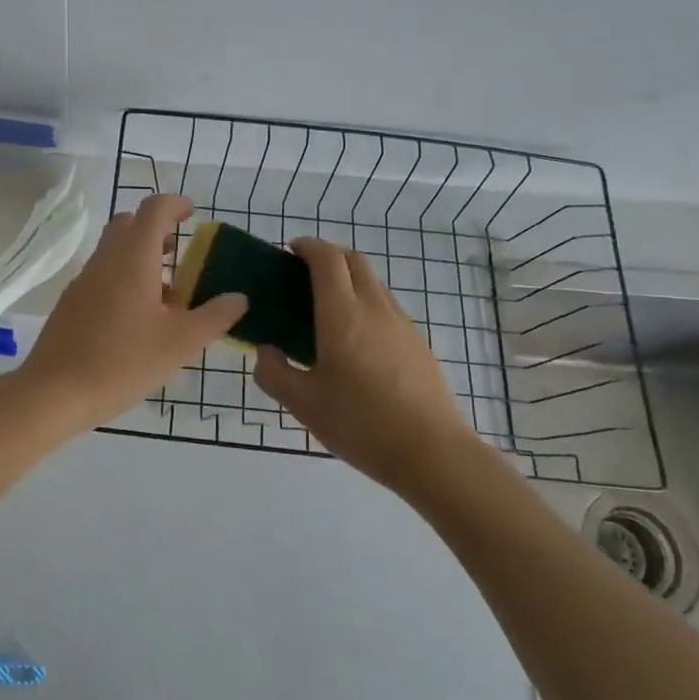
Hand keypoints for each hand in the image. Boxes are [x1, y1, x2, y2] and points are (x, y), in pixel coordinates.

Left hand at [17, 194, 245, 429]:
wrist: (55, 392)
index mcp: (133, 259)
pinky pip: (102, 275)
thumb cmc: (123, 362)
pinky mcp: (71, 302)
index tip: (193, 214)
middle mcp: (105, 260)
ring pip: (113, 250)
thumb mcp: (181, 343)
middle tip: (179, 252)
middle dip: (156, 229)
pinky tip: (137, 318)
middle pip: (129, 224)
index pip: (153, 209)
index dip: (175, 204)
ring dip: (140, 257)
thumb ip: (214, 317)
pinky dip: (123, 278)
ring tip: (166, 293)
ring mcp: (83, 280)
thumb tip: (239, 298)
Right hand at [252, 238, 472, 491]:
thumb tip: (265, 352)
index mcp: (342, 315)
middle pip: (354, 261)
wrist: (432, 453)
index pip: (327, 259)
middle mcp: (374, 308)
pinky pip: (387, 307)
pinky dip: (366, 304)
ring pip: (374, 283)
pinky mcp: (418, 343)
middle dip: (329, 255)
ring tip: (327, 308)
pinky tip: (356, 340)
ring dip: (349, 279)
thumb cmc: (361, 424)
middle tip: (304, 274)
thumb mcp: (303, 404)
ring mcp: (402, 324)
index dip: (307, 246)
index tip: (290, 250)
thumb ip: (274, 373)